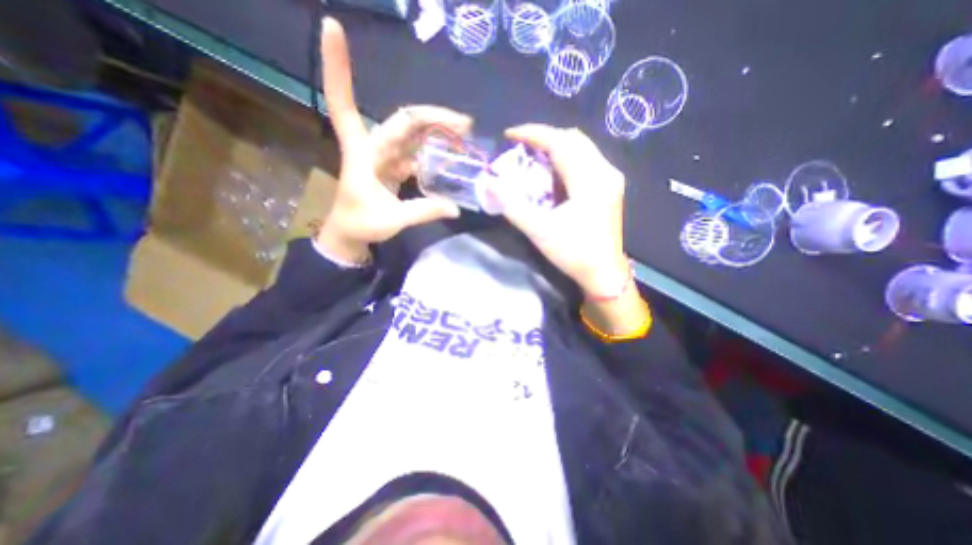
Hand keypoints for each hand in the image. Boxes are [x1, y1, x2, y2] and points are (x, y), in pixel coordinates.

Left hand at [315, 18, 470, 262]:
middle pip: (403, 120)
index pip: (345, 104)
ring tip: (463, 135)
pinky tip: (449, 155)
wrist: (350, 234)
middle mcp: (373, 147)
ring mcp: (385, 155)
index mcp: (363, 154)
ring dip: (437, 130)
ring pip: (412, 132)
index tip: (332, 25)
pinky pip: (415, 151)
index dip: (337, 67)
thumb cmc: (361, 224)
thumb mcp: (393, 220)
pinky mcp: (393, 165)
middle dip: (434, 116)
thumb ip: (424, 211)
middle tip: (466, 125)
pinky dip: (432, 151)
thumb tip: (455, 209)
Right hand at [486, 123, 631, 298]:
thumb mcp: (539, 231)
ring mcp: (610, 179)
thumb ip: (513, 206)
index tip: (509, 135)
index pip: (560, 142)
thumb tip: (491, 183)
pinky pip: (585, 161)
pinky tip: (551, 174)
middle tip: (520, 149)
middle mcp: (605, 172)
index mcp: (590, 180)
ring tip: (532, 159)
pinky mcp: (609, 187)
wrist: (604, 274)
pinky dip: (565, 160)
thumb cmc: (574, 253)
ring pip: (580, 148)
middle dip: (543, 139)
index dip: (533, 133)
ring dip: (554, 149)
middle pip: (573, 139)